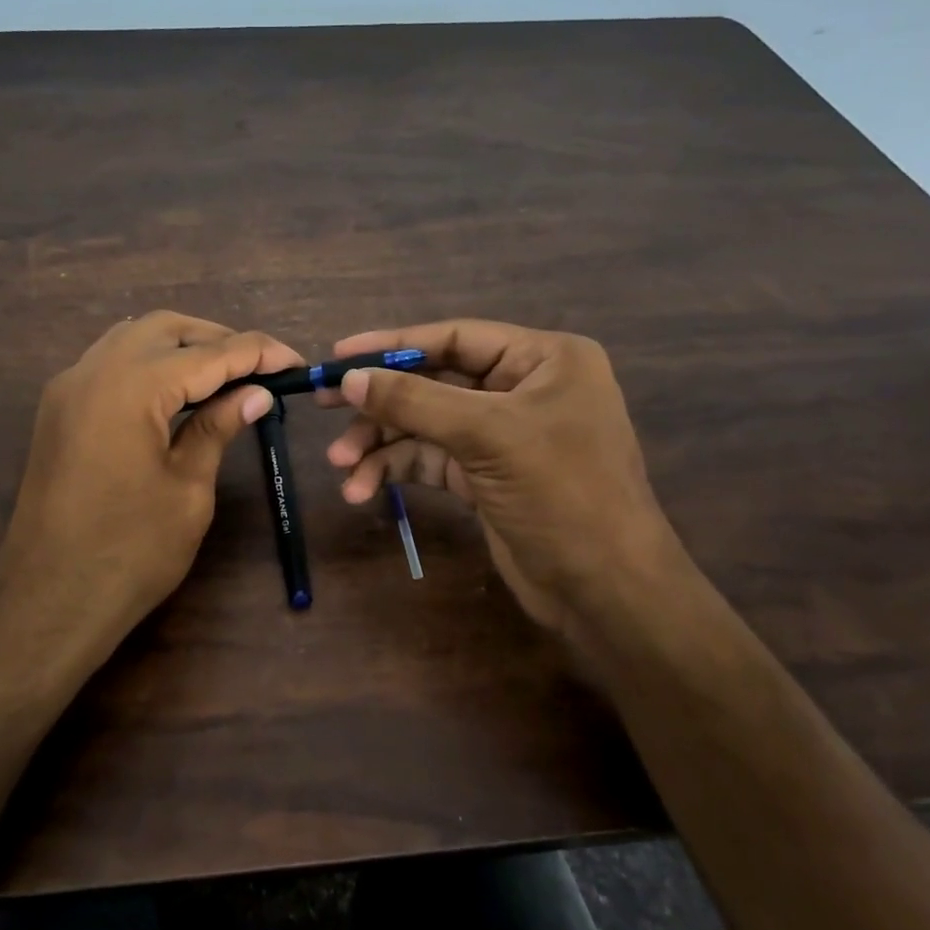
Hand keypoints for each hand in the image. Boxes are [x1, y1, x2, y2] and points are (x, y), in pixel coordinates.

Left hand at [0, 311, 303, 670]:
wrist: (48, 603)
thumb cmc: (131, 553)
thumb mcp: (188, 488)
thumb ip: (217, 427)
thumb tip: (257, 392)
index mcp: (131, 387)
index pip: (209, 354)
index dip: (258, 353)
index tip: (296, 362)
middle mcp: (93, 370)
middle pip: (166, 329)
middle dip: (217, 340)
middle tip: (259, 369)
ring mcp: (68, 387)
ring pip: (132, 339)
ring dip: (180, 348)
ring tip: (223, 378)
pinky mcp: (58, 409)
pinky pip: (109, 363)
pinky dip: (148, 364)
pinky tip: (175, 392)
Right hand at [321, 319, 689, 648]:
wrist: (605, 591)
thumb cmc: (561, 494)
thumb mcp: (486, 436)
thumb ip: (414, 401)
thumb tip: (350, 377)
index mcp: (543, 359)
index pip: (455, 338)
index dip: (393, 344)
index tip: (338, 354)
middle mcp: (524, 388)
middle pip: (434, 381)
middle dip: (381, 400)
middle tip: (324, 402)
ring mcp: (503, 434)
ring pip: (426, 424)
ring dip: (381, 444)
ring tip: (342, 466)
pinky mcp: (485, 475)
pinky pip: (430, 459)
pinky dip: (397, 471)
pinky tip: (364, 489)